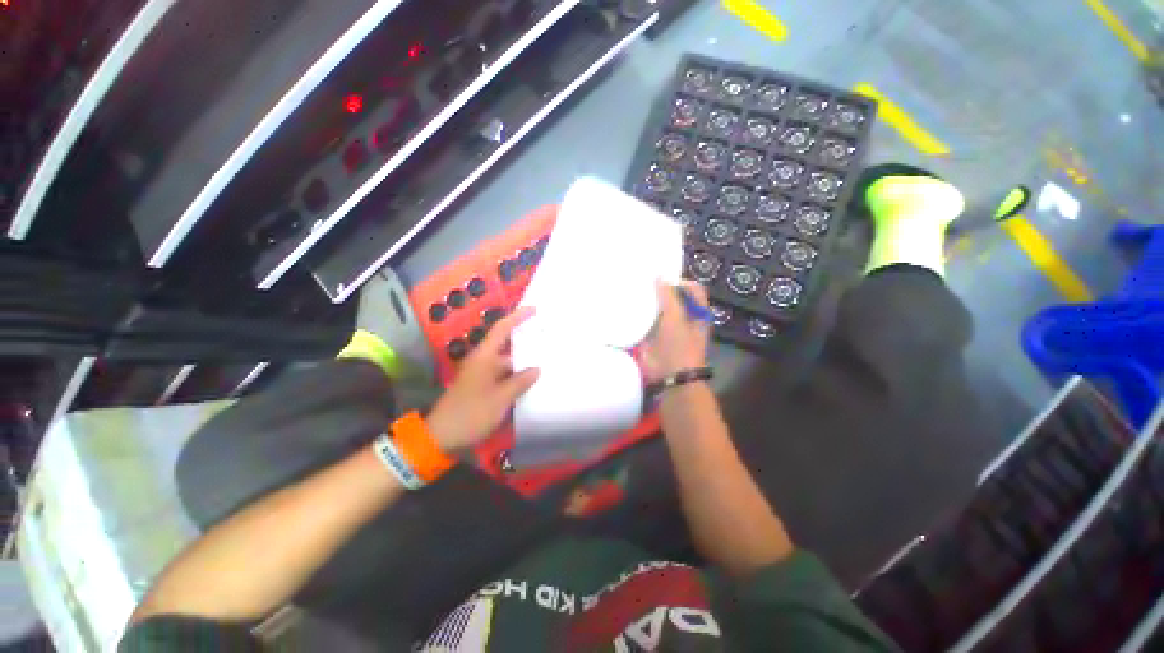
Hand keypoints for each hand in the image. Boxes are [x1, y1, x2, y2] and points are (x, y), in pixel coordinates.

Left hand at [426, 307, 539, 452]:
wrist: (442, 436)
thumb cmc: (471, 412)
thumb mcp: (500, 398)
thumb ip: (520, 381)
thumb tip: (536, 369)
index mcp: (484, 357)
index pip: (502, 329)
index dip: (517, 317)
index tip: (534, 309)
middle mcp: (483, 361)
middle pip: (507, 346)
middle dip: (526, 342)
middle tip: (548, 339)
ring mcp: (482, 375)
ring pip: (507, 363)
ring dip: (523, 362)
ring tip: (546, 360)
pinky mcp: (483, 387)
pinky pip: (504, 376)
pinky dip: (517, 376)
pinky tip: (531, 381)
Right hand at [641, 280, 710, 381]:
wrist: (669, 376)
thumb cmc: (679, 345)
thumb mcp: (676, 318)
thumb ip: (668, 296)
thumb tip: (659, 277)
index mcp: (697, 312)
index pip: (691, 288)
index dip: (679, 281)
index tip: (661, 278)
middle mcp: (684, 317)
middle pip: (674, 297)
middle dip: (661, 290)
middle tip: (644, 280)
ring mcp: (668, 327)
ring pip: (659, 308)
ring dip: (649, 301)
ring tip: (634, 290)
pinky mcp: (654, 336)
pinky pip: (647, 320)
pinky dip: (640, 314)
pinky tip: (628, 306)